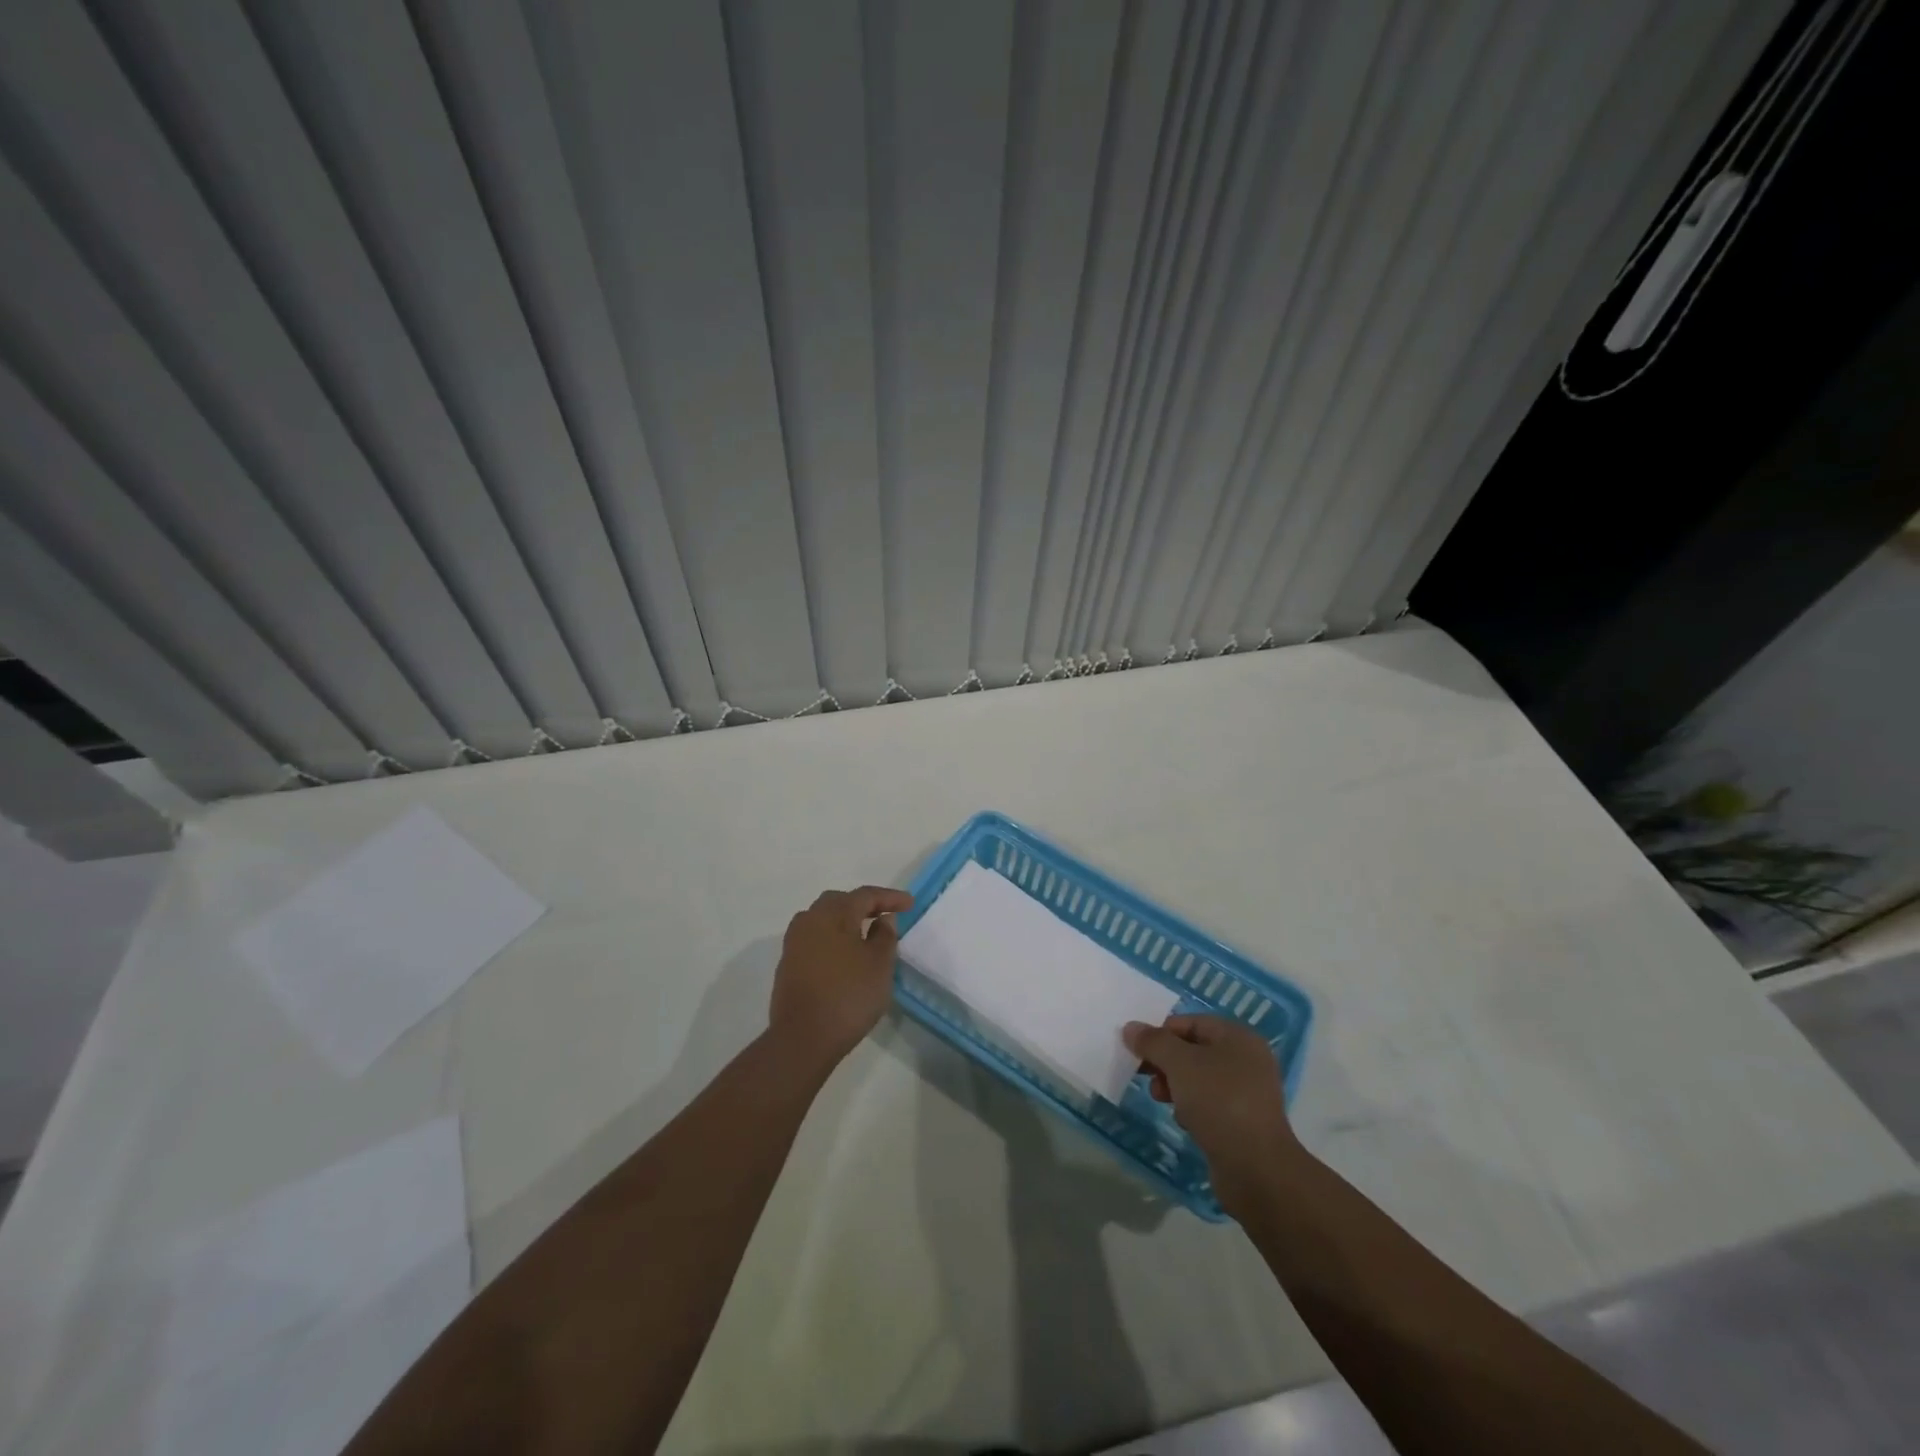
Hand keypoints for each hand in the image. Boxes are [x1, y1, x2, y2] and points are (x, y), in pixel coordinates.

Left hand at [770, 885, 913, 1066]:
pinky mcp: (788, 964)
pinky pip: (814, 938)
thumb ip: (885, 936)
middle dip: (864, 904)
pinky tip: (843, 955)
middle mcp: (810, 920)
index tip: (910, 904)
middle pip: (840, 901)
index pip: (865, 895)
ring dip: (845, 920)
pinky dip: (832, 938)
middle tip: (885, 915)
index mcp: (834, 914)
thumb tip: (882, 919)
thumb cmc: (848, 996)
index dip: (889, 897)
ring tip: (864, 933)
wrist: (802, 1038)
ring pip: (822, 919)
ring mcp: (794, 942)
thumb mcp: (879, 965)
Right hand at [1123, 1014, 1297, 1209]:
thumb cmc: (1218, 1102)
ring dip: (1175, 1086)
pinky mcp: (1243, 1121)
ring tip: (1161, 1099)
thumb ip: (1153, 1042)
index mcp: (1238, 1037)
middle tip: (1146, 1076)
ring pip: (1199, 1078)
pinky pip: (1209, 1103)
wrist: (1256, 1169)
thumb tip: (1131, 1028)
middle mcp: (1247, 1059)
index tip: (1139, 1052)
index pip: (1190, 1022)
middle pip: (1194, 1050)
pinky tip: (1184, 1121)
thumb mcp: (1179, 1063)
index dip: (1161, 1033)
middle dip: (1166, 1062)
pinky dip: (1192, 1108)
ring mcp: (1247, 1092)